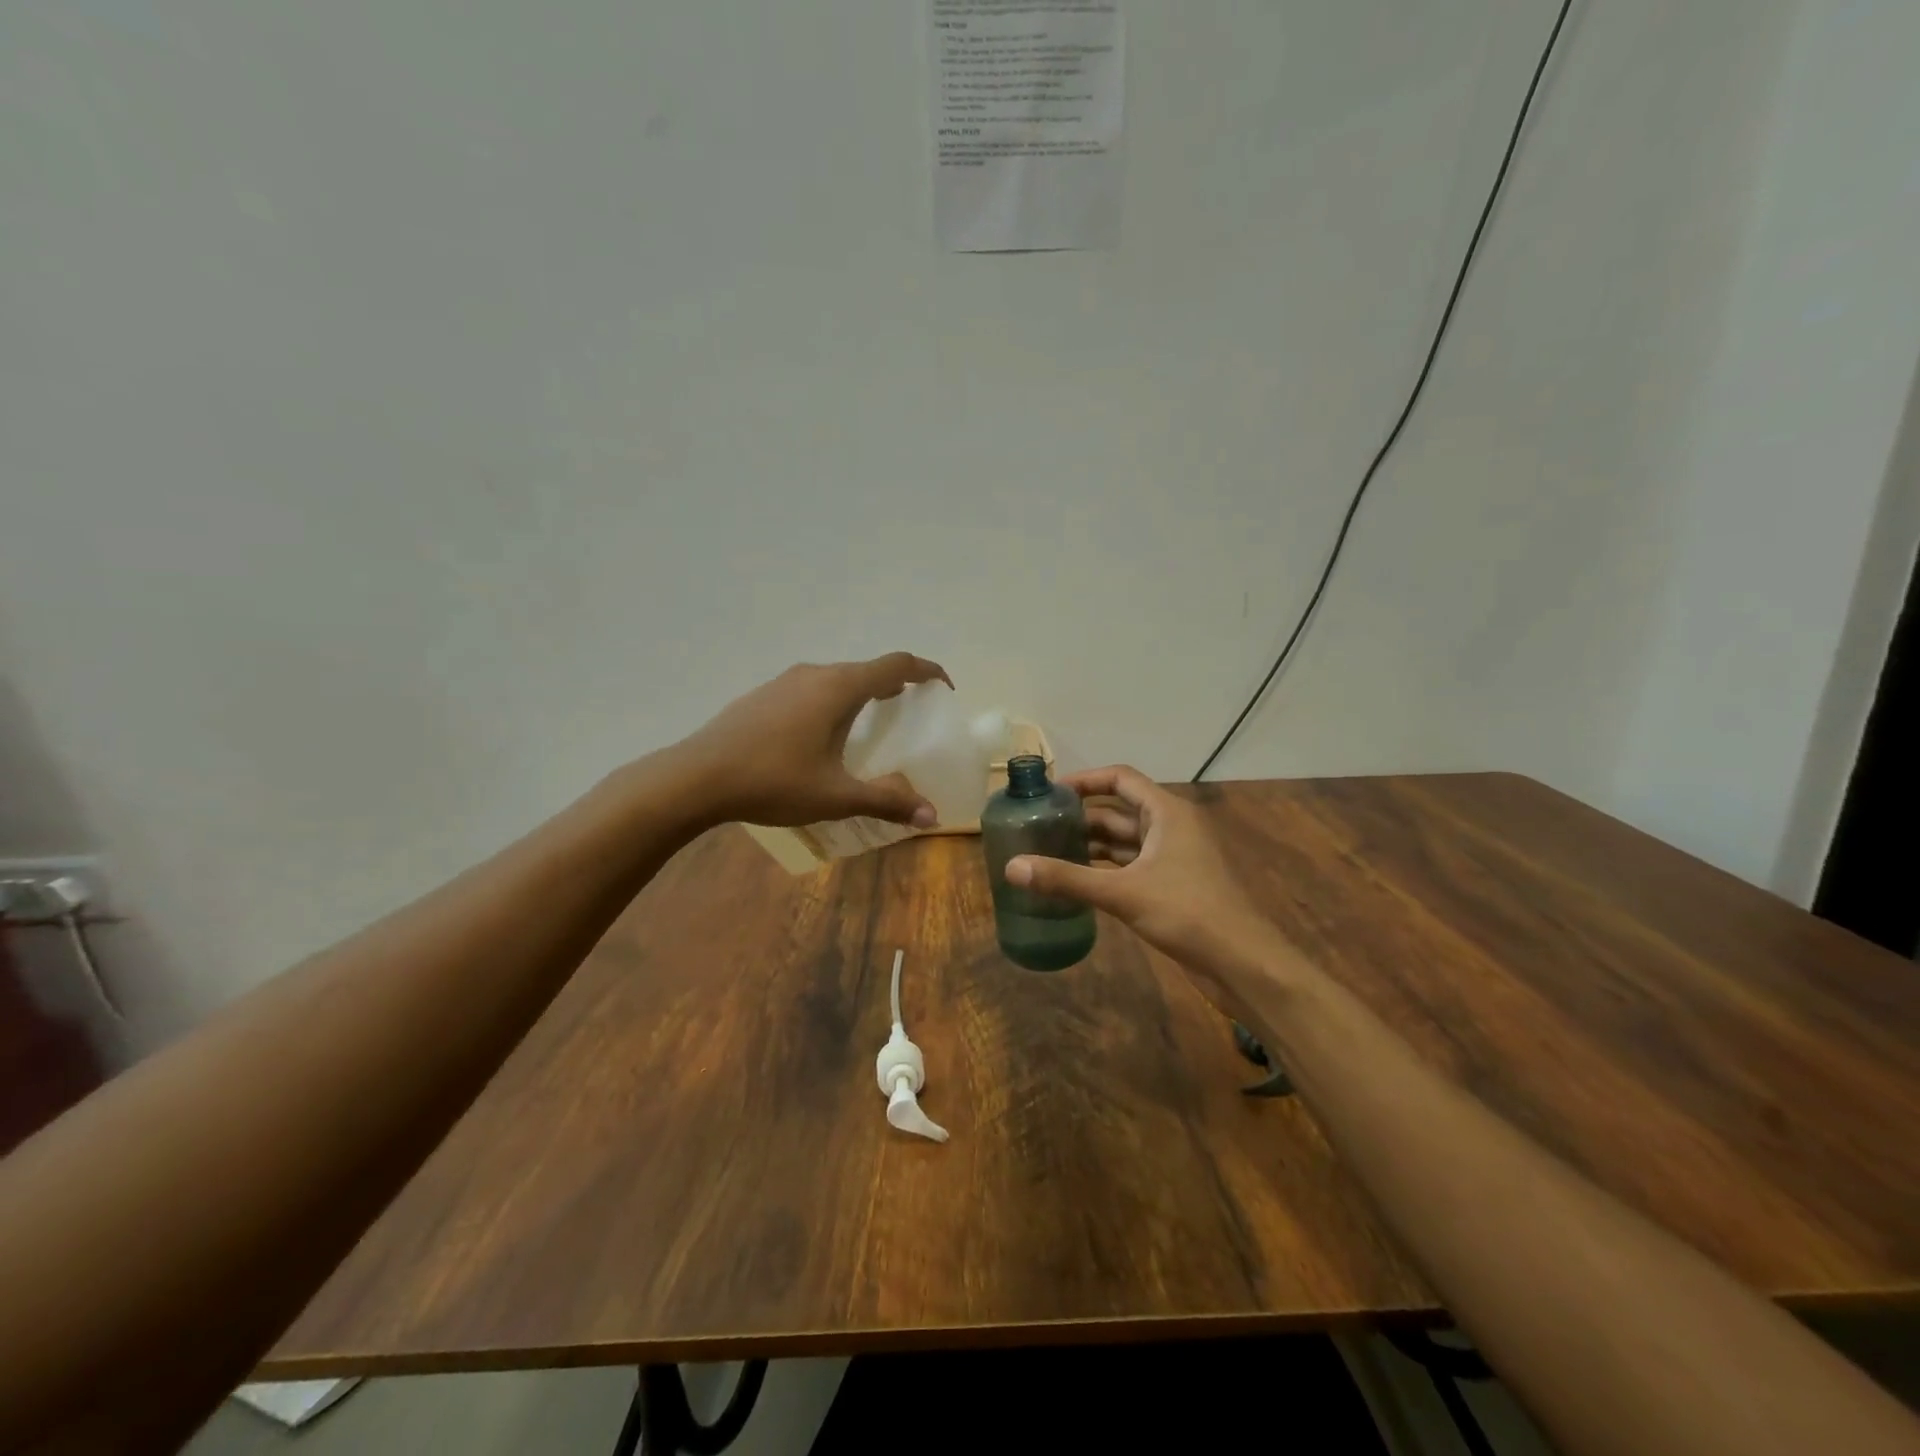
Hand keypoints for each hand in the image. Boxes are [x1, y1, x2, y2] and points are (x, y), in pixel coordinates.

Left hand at [675, 653, 953, 828]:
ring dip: (861, 694)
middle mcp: (815, 674)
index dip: (927, 671)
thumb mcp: (835, 796)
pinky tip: (821, 737)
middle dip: (895, 686)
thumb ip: (886, 801)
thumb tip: (931, 817)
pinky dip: (832, 702)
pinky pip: (812, 689)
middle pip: (867, 670)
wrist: (697, 777)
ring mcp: (785, 681)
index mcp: (839, 688)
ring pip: (836, 679)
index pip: (897, 664)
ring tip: (870, 727)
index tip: (944, 689)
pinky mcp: (763, 695)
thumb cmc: (773, 781)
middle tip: (910, 715)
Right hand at [1005, 766, 1291, 1016]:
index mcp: (1167, 812)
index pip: (1121, 778)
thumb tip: (1011, 867)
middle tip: (1039, 826)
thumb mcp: (1122, 892)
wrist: (1242, 962)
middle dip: (1081, 817)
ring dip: (1091, 845)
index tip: (1050, 791)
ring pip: (1124, 842)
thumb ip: (1067, 878)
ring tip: (1048, 852)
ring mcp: (1173, 858)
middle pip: (1119, 811)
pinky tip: (1077, 882)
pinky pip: (1131, 867)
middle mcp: (1170, 827)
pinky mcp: (1172, 886)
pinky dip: (1104, 869)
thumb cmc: (1187, 912)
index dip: (1085, 780)